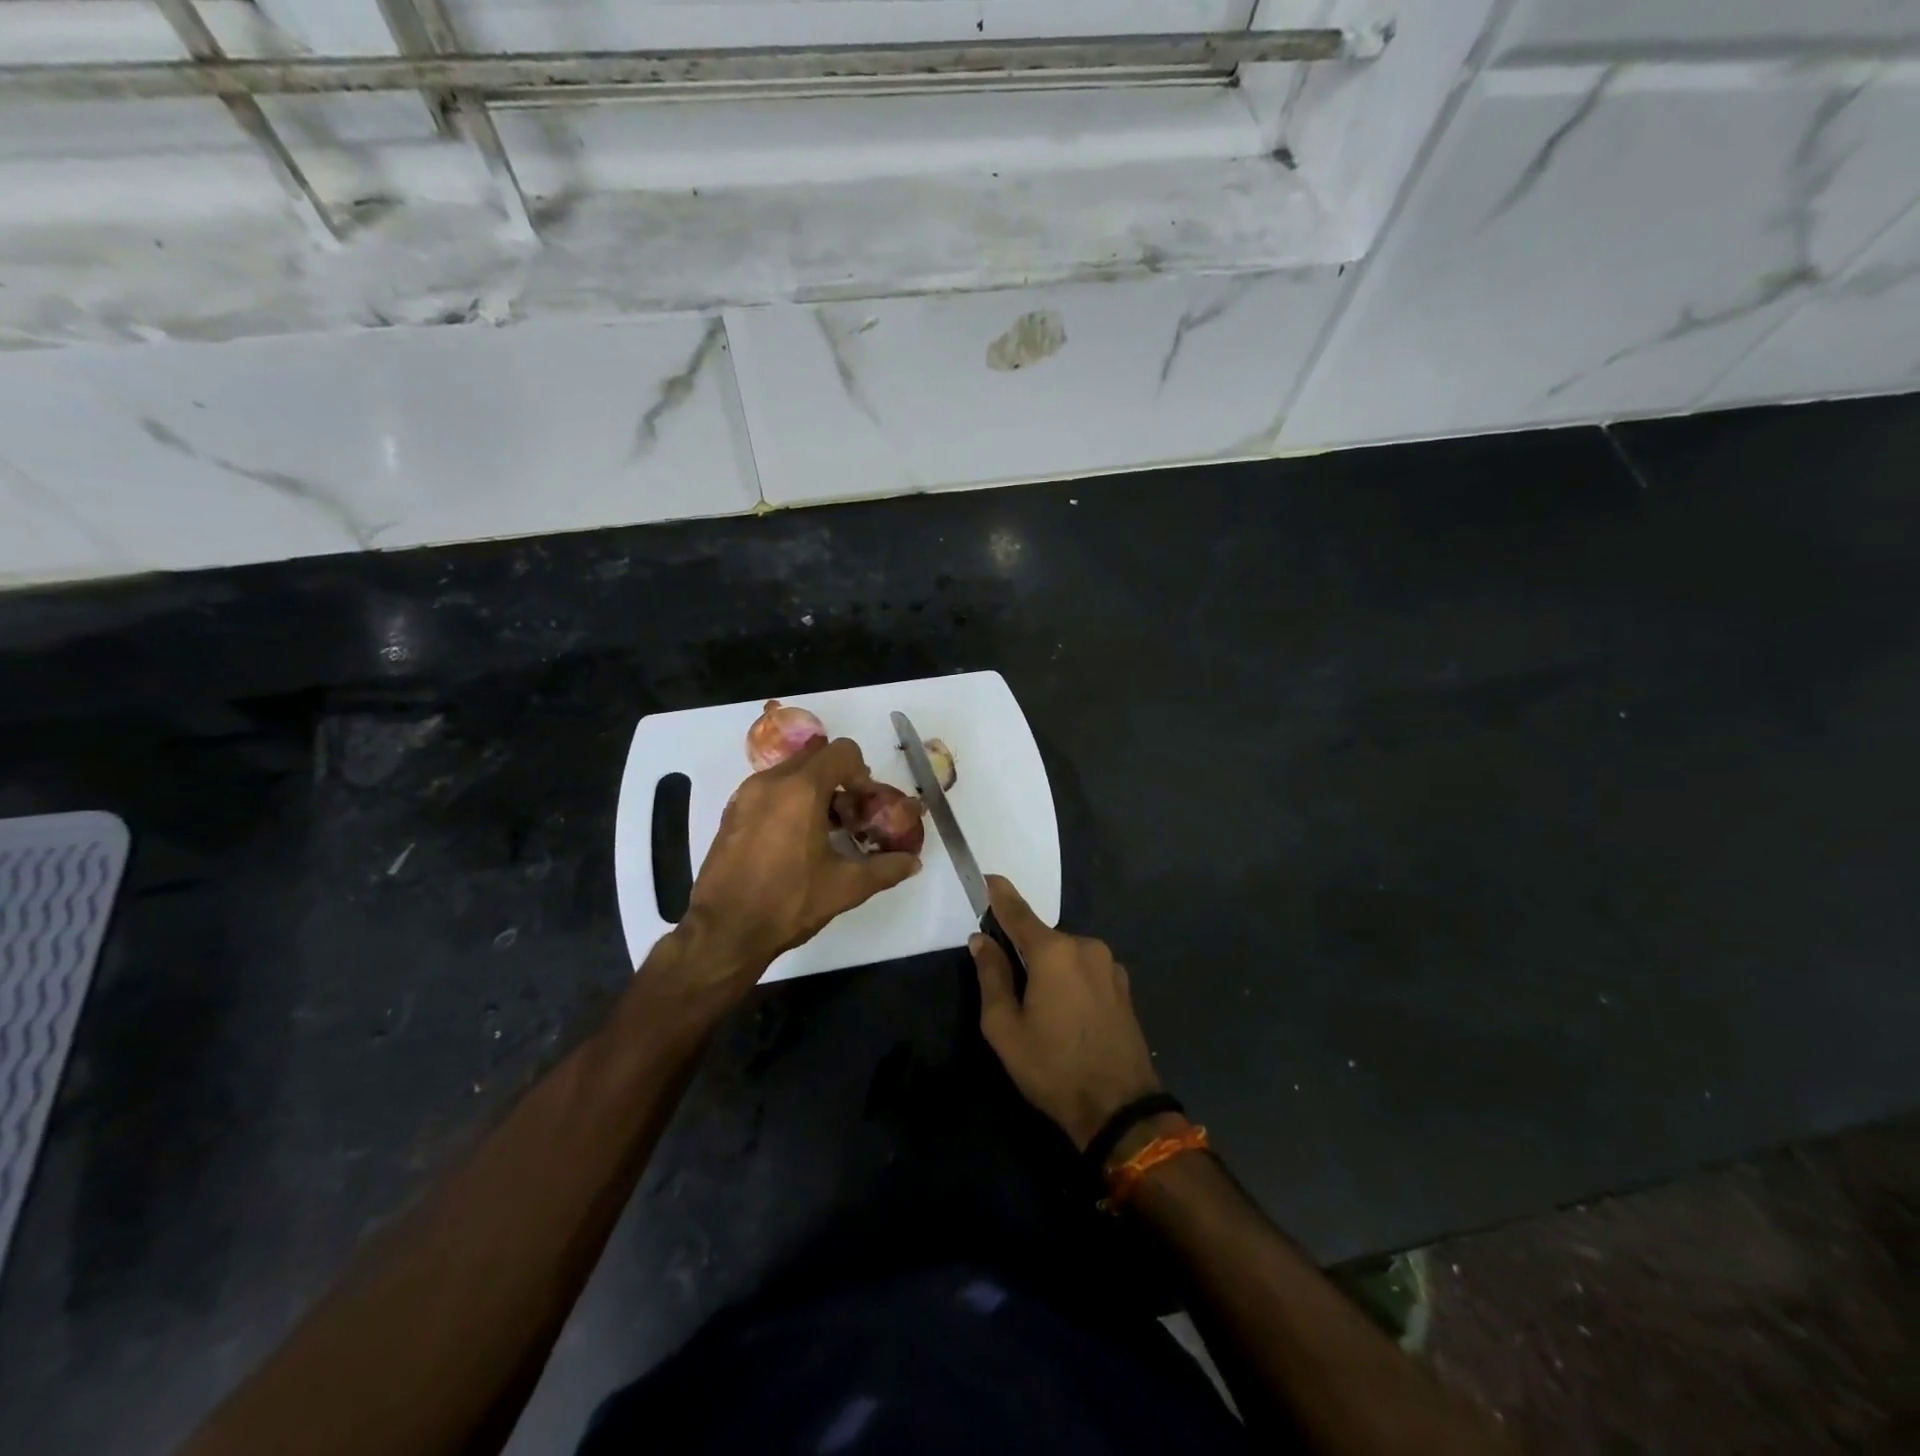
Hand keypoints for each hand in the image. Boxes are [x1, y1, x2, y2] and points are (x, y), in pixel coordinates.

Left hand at [674, 737, 919, 993]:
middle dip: (839, 780)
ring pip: (790, 773)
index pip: (842, 752)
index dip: (862, 774)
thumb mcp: (846, 887)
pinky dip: (788, 802)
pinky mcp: (731, 813)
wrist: (724, 931)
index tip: (865, 806)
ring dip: (813, 790)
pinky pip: (768, 790)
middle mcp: (771, 782)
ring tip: (824, 831)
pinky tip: (794, 842)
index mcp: (801, 789)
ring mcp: (745, 796)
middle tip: (849, 816)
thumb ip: (885, 868)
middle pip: (816, 757)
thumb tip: (913, 862)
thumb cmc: (789, 902)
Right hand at [971, 876, 1161, 1151]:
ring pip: (1065, 955)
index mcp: (1054, 952)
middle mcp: (1085, 946)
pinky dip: (1070, 979)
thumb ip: (991, 976)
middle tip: (1008, 986)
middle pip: (1042, 938)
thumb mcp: (1004, 1028)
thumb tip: (981, 940)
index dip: (999, 895)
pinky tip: (1068, 1015)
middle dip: (1023, 950)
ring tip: (1041, 1011)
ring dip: (1049, 969)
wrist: (1119, 1109)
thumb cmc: (1053, 1068)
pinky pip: (1086, 970)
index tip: (987, 879)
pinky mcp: (1123, 985)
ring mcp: (1109, 965)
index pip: (1018, 912)